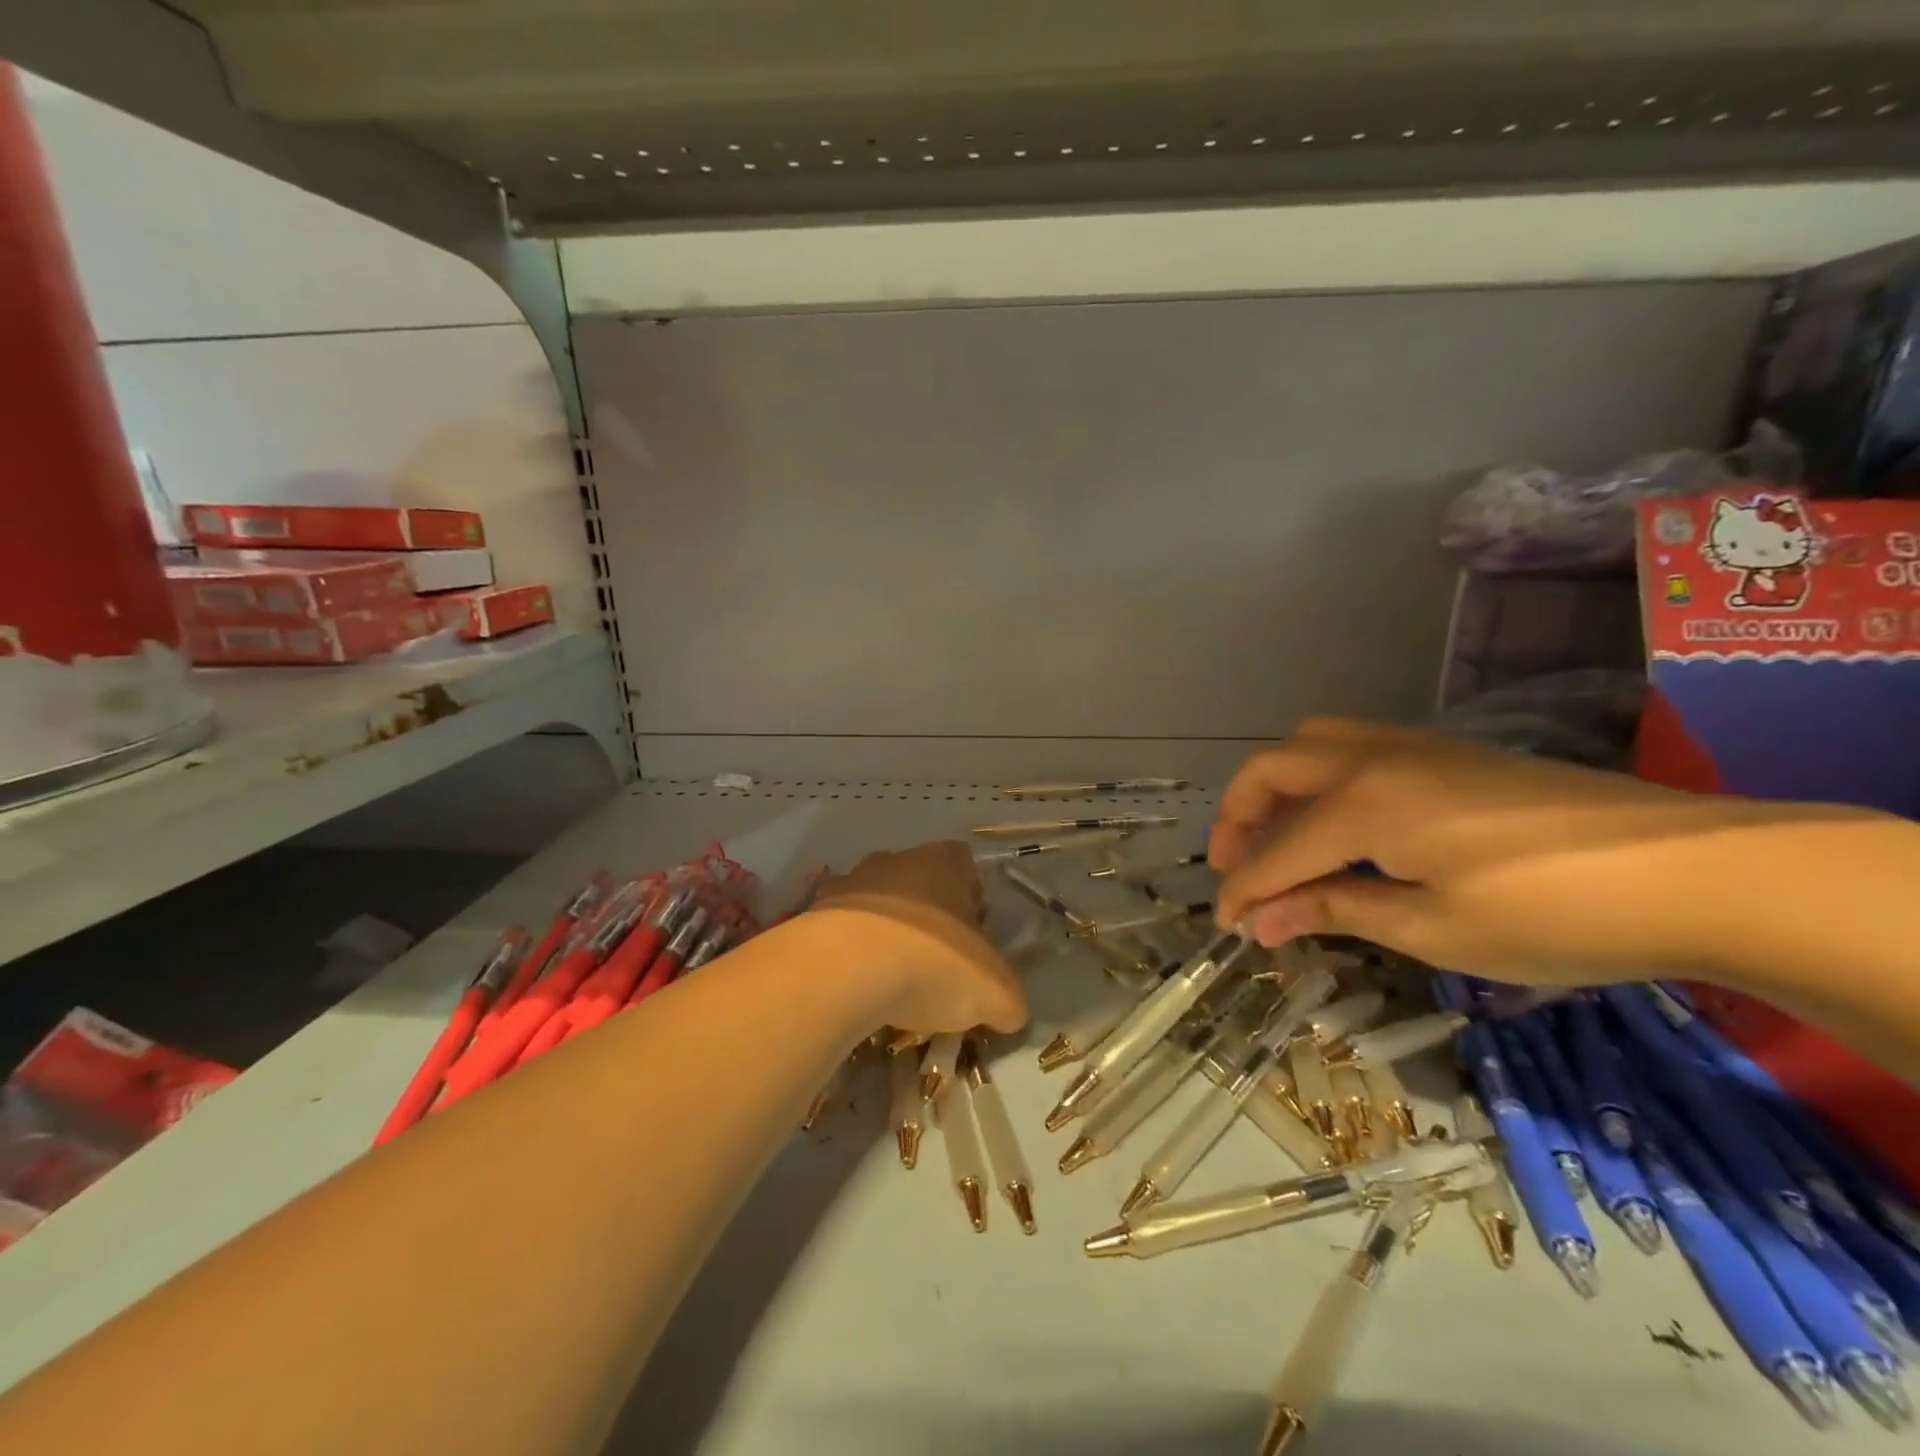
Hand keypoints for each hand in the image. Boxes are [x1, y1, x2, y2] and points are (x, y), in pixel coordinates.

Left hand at [811, 842, 1026, 1035]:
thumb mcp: (996, 993)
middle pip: (920, 885)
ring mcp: (849, 883)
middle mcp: (896, 860)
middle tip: (936, 968)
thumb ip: (1010, 1000)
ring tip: (892, 987)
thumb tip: (1008, 1013)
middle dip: (930, 921)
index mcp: (944, 862)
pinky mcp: (812, 914)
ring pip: (878, 907)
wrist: (841, 970)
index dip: (973, 902)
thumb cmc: (933, 963)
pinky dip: (850, 957)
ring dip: (886, 938)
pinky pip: (840, 933)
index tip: (974, 942)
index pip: (966, 867)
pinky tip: (856, 992)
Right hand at [1209, 718, 1858, 984]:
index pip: (1278, 851)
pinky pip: (1353, 748)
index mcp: (1362, 804)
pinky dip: (1320, 781)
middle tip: (1235, 866)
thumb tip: (1262, 922)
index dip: (1243, 891)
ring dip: (1278, 787)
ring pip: (1312, 744)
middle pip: (1273, 769)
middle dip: (1239, 816)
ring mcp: (1411, 747)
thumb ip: (1336, 910)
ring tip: (1281, 837)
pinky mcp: (1446, 752)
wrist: (1695, 870)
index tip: (1225, 927)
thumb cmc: (1552, 911)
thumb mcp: (1434, 928)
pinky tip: (1344, 826)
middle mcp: (1372, 759)